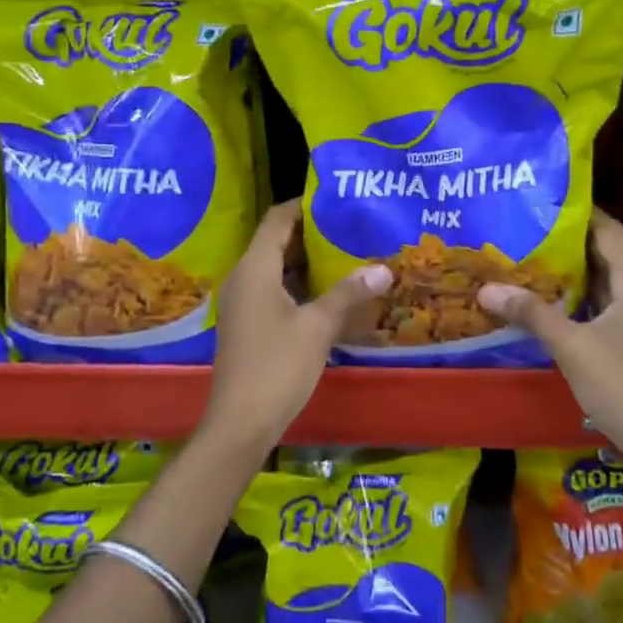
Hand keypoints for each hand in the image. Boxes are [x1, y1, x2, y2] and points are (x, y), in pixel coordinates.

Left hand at [204, 201, 392, 442]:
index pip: (276, 220)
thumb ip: (348, 294)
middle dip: (309, 233)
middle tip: (348, 226)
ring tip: (344, 254)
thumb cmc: (277, 367)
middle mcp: (243, 279)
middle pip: (274, 242)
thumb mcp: (318, 327)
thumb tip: (382, 268)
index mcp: (254, 269)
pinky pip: (272, 290)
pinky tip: (327, 294)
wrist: (240, 422)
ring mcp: (242, 304)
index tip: (334, 199)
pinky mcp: (246, 325)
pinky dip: (297, 285)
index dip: (302, 205)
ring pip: (275, 269)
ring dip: (305, 261)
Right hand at [479, 209, 622, 492]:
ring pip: (606, 282)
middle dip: (568, 242)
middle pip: (607, 254)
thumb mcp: (571, 346)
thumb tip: (486, 289)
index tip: (543, 201)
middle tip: (527, 230)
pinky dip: (582, 298)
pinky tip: (552, 302)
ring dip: (573, 272)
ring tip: (532, 259)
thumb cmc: (622, 384)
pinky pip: (608, 305)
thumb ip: (531, 314)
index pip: (608, 230)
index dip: (579, 213)